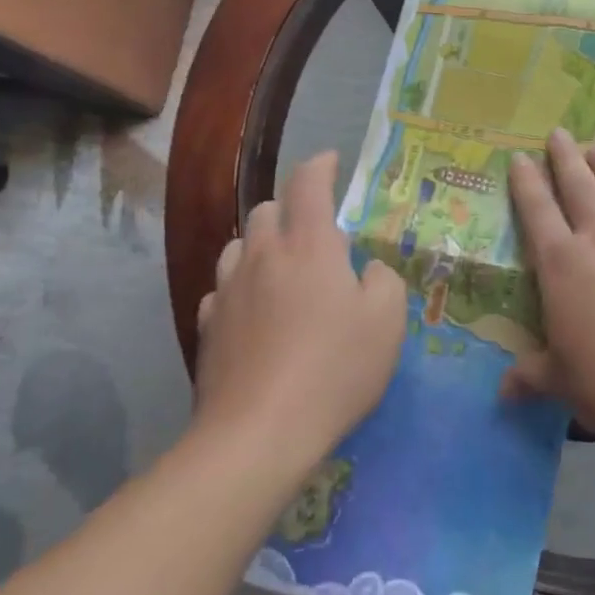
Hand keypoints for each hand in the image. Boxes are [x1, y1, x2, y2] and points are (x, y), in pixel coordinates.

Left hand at [194, 152, 405, 475]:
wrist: (258, 433)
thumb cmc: (333, 370)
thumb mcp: (387, 322)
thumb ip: (383, 281)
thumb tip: (365, 270)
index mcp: (308, 246)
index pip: (308, 184)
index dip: (321, 165)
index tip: (331, 161)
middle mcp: (262, 255)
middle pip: (267, 209)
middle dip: (291, 209)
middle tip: (316, 235)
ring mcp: (227, 289)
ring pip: (239, 245)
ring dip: (262, 245)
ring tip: (282, 270)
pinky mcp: (207, 325)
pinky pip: (223, 287)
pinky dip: (241, 285)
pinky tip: (254, 311)